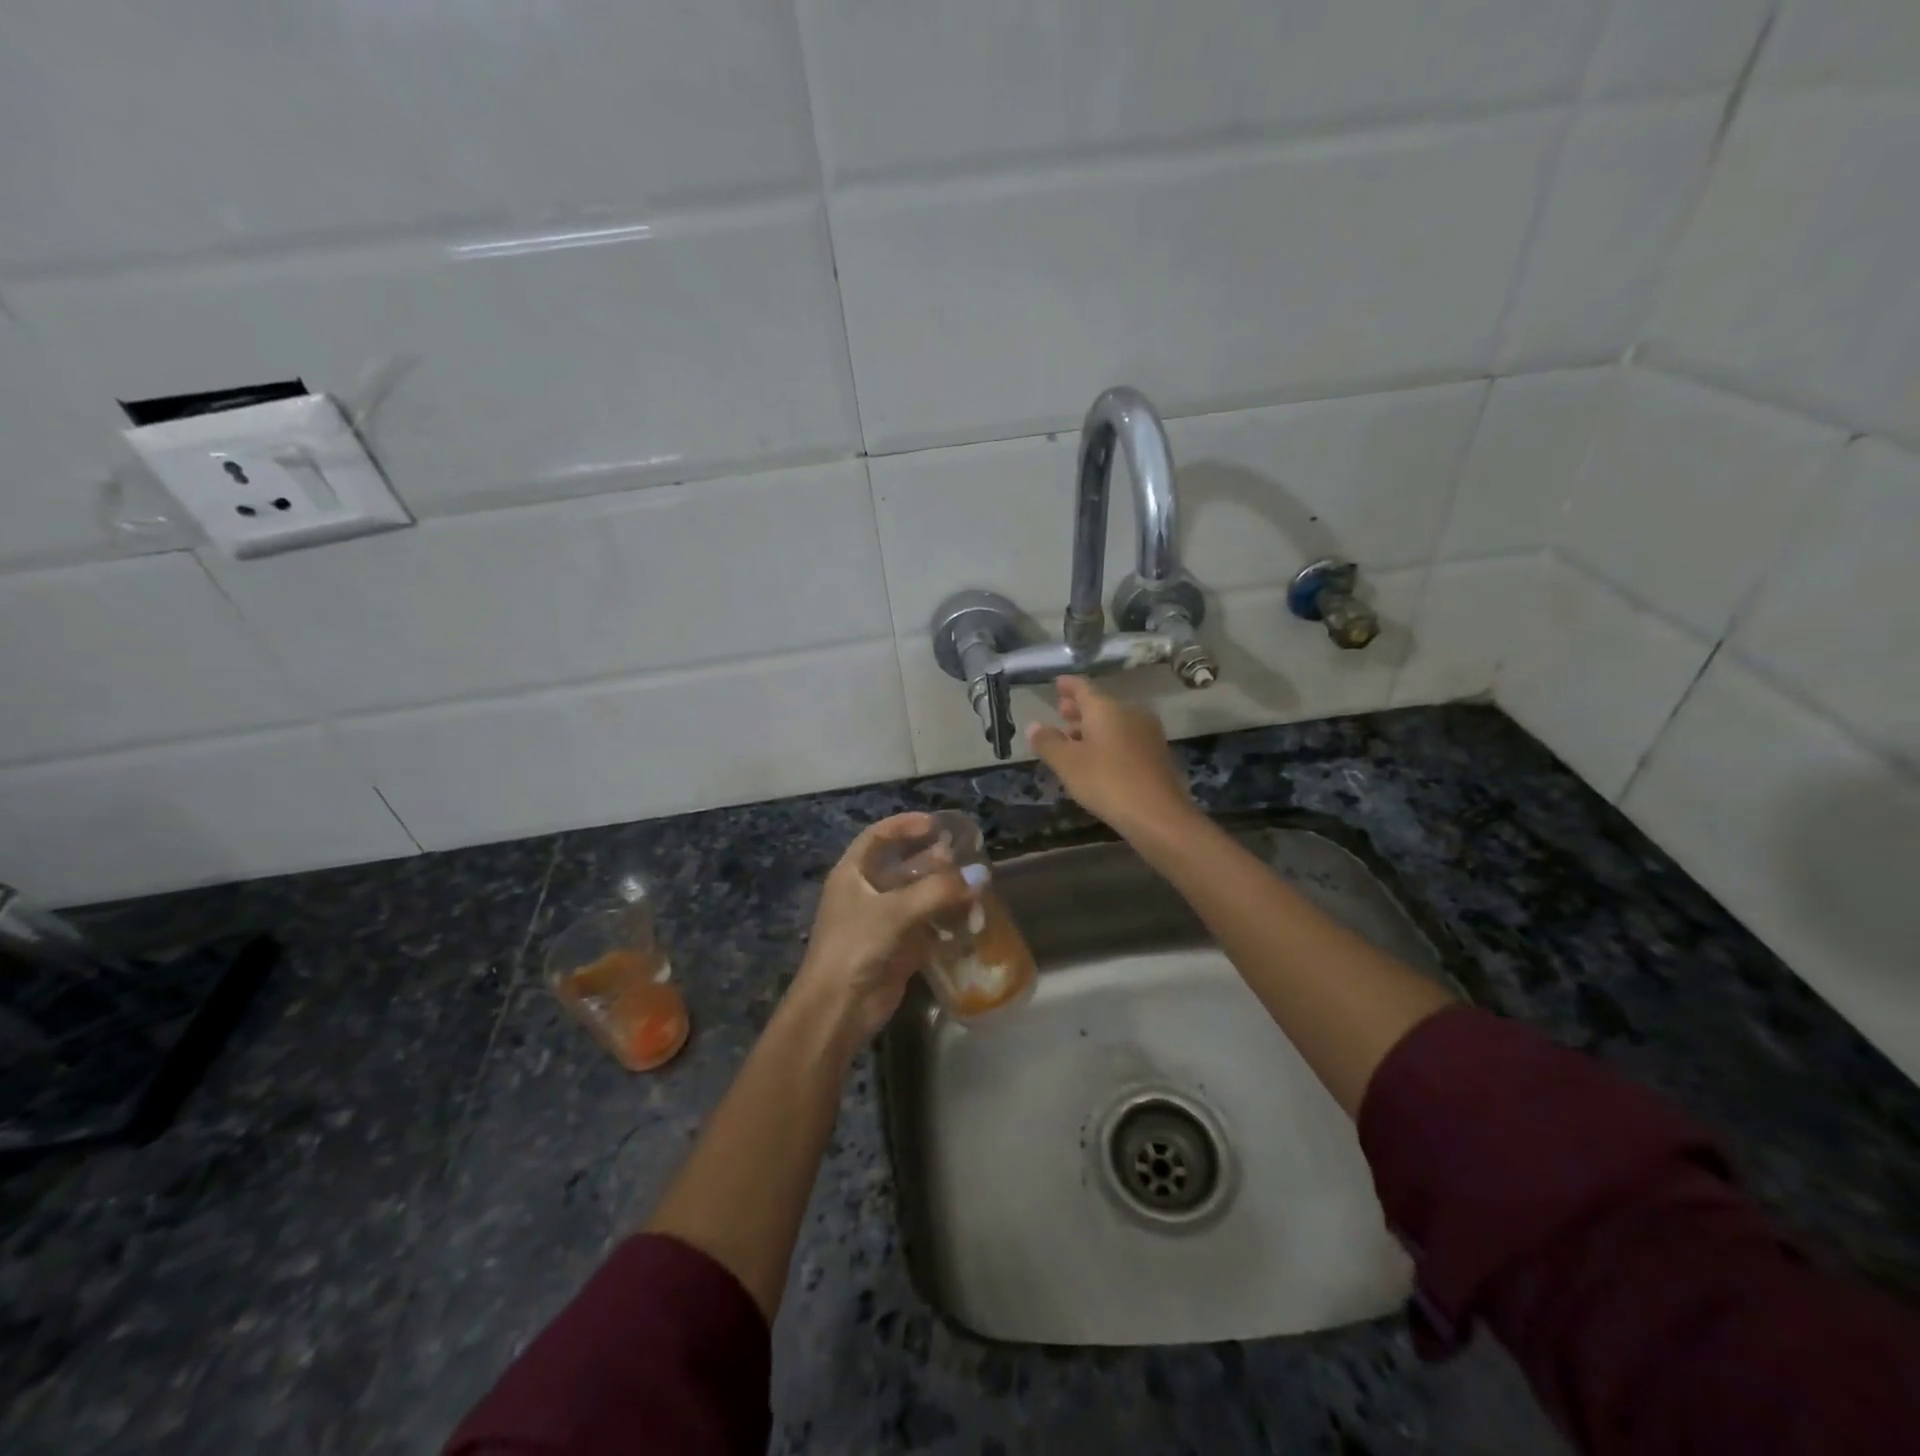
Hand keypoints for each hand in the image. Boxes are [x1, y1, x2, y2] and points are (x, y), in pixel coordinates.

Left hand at [788, 813, 974, 1046]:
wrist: (837, 1008)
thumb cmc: (856, 946)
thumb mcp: (894, 911)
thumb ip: (938, 891)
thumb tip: (979, 875)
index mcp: (852, 874)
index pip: (878, 836)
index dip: (905, 825)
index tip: (936, 824)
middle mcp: (866, 893)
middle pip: (901, 866)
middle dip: (932, 860)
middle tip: (964, 856)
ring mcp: (882, 922)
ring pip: (917, 897)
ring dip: (943, 891)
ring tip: (974, 886)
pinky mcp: (897, 949)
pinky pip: (926, 927)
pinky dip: (946, 922)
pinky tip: (970, 919)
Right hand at [1027, 676, 1197, 839]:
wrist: (1158, 814)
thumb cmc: (1107, 782)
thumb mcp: (1067, 764)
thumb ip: (1048, 742)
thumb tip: (1033, 726)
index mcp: (1106, 708)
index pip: (1083, 687)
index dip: (1068, 685)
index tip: (1057, 683)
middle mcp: (1129, 713)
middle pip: (1100, 705)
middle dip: (1079, 709)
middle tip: (1061, 711)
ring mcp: (1147, 733)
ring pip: (1114, 722)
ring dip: (1092, 728)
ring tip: (1074, 739)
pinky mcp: (1156, 754)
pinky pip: (1126, 738)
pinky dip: (1108, 741)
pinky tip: (1098, 758)